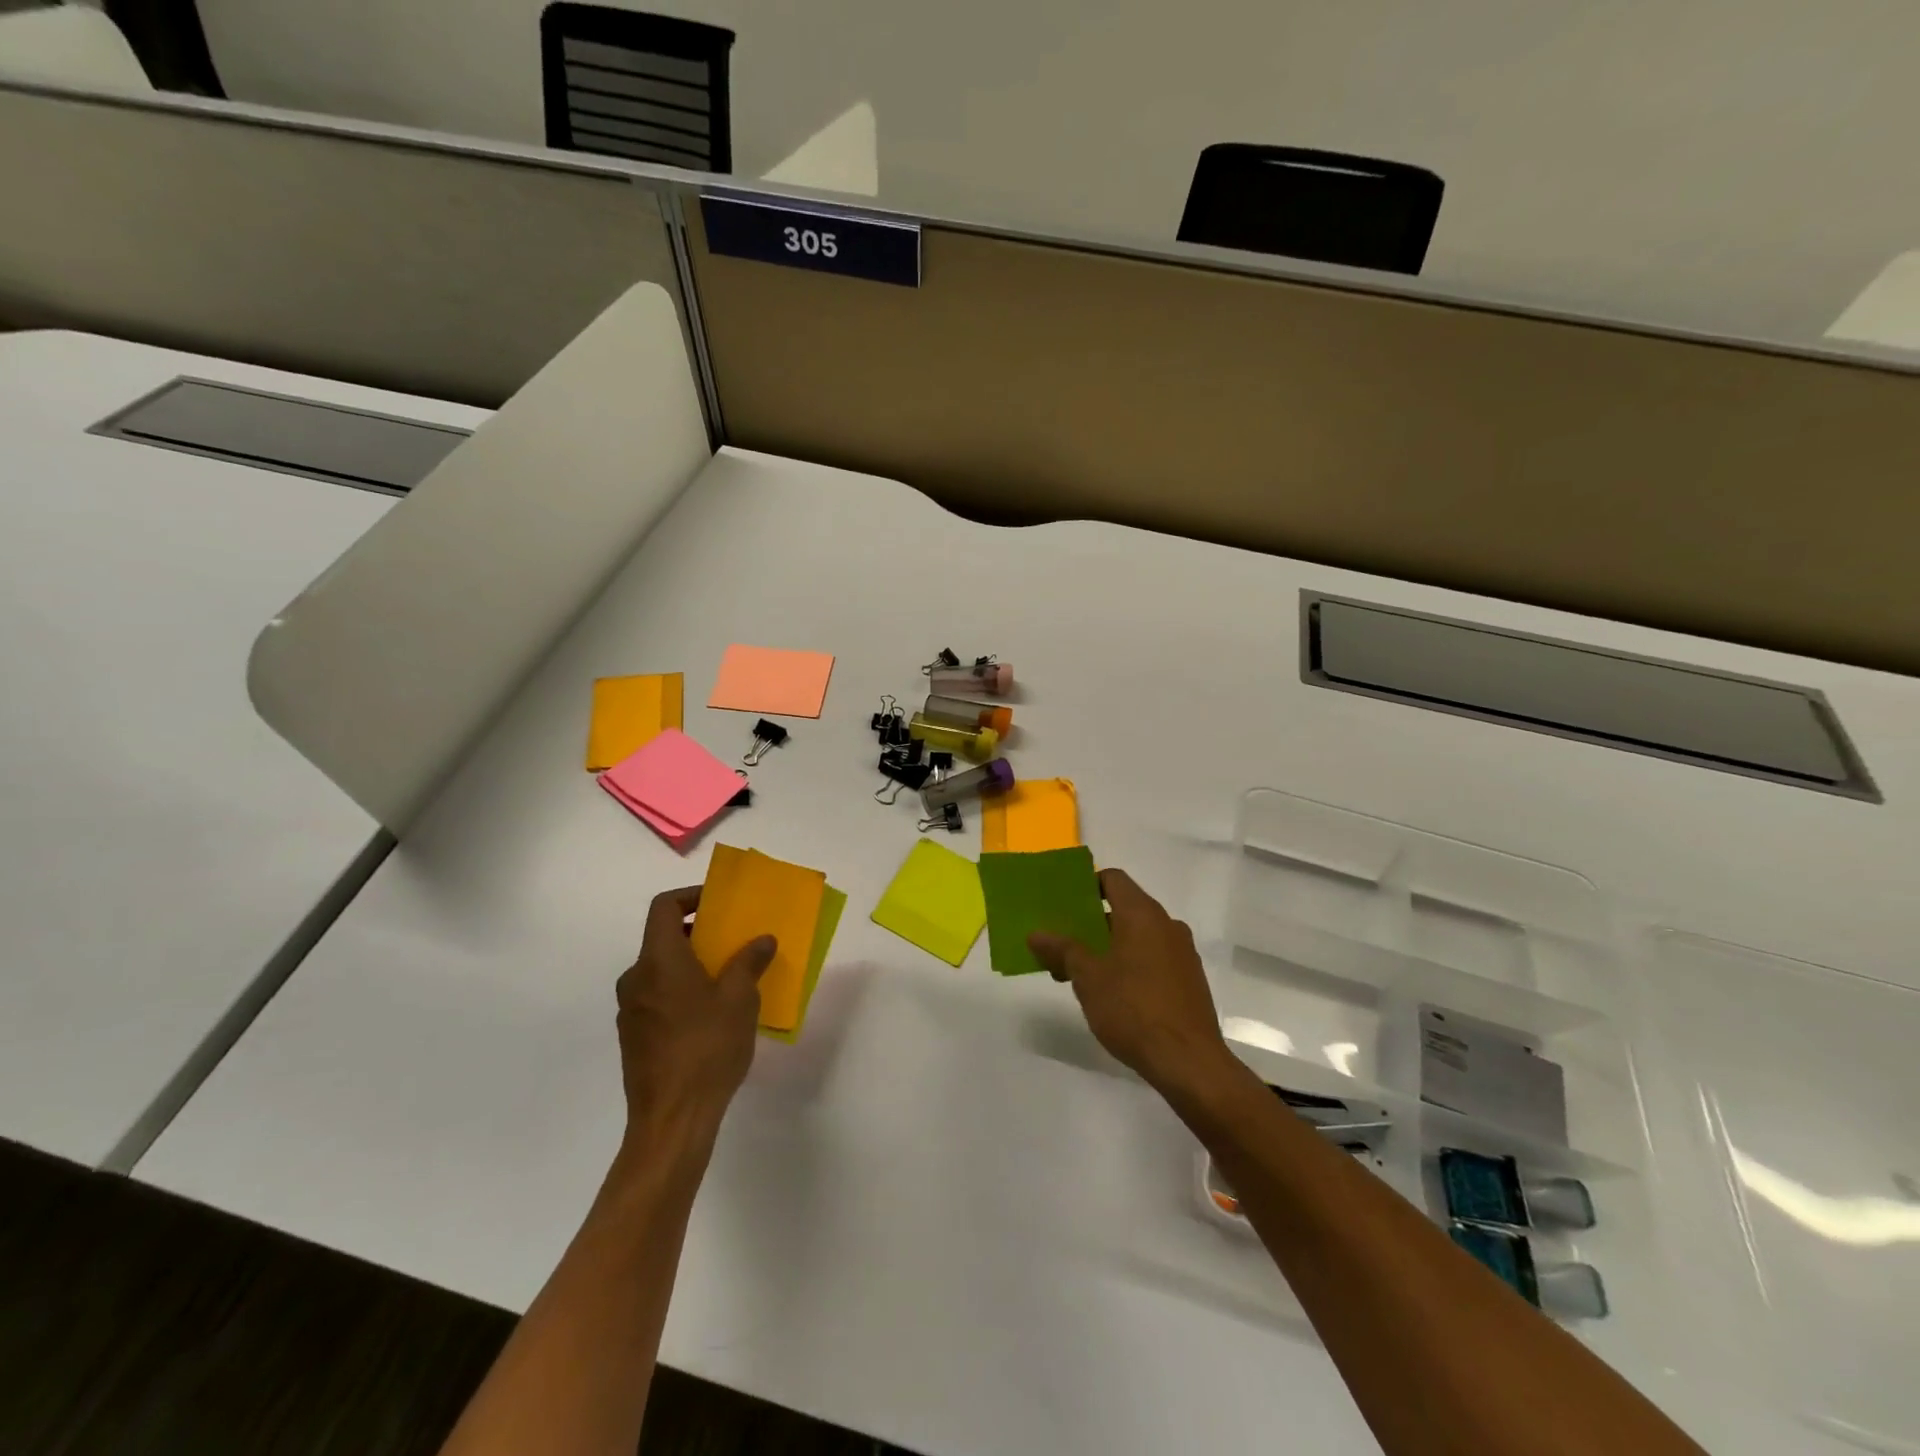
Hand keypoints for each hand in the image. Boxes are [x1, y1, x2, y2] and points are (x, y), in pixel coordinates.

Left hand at [614, 887, 774, 1147]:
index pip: (664, 908)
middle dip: (700, 934)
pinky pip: (659, 998)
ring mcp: (631, 1010)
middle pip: (663, 939)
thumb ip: (749, 962)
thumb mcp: (740, 999)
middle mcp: (636, 979)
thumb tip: (762, 939)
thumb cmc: (707, 1048)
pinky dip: (683, 992)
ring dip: (693, 965)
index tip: (720, 904)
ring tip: (730, 978)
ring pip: (662, 971)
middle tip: (734, 941)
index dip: (691, 896)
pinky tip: (713, 1015)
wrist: (672, 1120)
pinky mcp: (634, 1038)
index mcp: (658, 961)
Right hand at [1029, 868, 1232, 1098]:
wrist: (1189, 1062)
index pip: (1113, 879)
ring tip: (1079, 973)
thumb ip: (1062, 950)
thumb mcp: (1087, 978)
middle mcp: (1167, 925)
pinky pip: (1153, 957)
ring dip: (1108, 947)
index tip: (1062, 903)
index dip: (1086, 885)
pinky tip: (1111, 993)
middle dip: (1091, 924)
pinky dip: (1129, 963)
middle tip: (1061, 943)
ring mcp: (1182, 953)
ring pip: (1137, 936)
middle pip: (1123, 909)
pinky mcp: (1189, 980)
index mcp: (1143, 914)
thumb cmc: (1133, 1009)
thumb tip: (1036, 934)